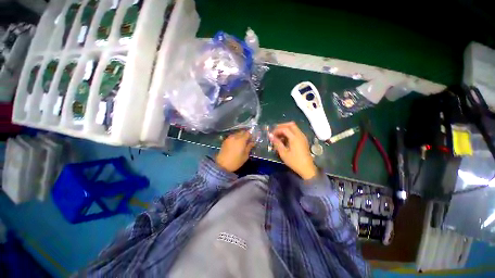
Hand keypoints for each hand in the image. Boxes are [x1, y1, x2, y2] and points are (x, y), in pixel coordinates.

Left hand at [216, 130, 254, 171]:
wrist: (222, 165)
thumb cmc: (236, 161)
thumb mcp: (245, 156)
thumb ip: (249, 147)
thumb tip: (252, 142)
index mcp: (241, 140)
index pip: (248, 133)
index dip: (251, 135)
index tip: (252, 139)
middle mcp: (235, 137)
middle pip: (242, 132)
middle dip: (245, 134)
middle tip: (247, 140)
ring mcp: (229, 138)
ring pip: (236, 133)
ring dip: (240, 136)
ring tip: (241, 142)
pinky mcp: (225, 140)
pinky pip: (232, 136)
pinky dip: (235, 138)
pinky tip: (235, 143)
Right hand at [269, 122, 317, 179]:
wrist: (307, 168)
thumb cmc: (294, 162)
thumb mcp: (283, 153)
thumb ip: (277, 143)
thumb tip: (270, 135)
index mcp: (295, 138)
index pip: (285, 128)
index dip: (277, 130)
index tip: (271, 135)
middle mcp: (300, 135)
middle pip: (291, 124)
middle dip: (282, 126)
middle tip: (275, 132)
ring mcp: (303, 137)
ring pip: (294, 127)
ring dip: (286, 129)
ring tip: (279, 136)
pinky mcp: (303, 140)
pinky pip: (296, 132)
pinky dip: (290, 132)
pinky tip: (285, 139)